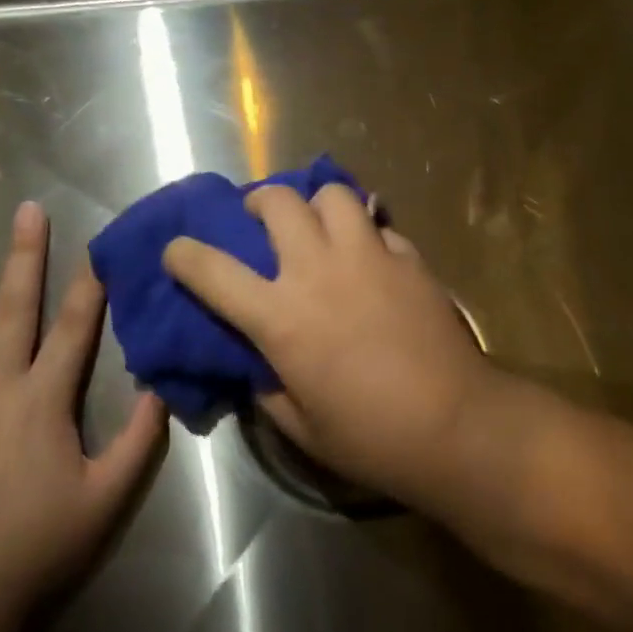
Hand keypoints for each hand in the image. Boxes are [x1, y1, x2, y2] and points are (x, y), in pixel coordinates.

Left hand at [0, 202, 165, 604]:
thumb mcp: (109, 494)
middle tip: (28, 209)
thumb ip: (139, 439)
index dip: (90, 285)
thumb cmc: (41, 541)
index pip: (76, 328)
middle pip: (14, 309)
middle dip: (24, 256)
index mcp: (46, 399)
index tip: (97, 247)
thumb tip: (160, 388)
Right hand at [162, 183, 499, 509]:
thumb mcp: (301, 426)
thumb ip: (268, 387)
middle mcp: (319, 271)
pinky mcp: (409, 258)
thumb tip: (259, 364)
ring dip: (316, 205)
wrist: (455, 423)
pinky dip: (366, 232)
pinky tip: (371, 256)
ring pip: (333, 194)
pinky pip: (379, 225)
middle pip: (277, 202)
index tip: (177, 252)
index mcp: (280, 317)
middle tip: (261, 223)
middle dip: (259, 204)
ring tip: (320, 227)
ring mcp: (369, 257)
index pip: (212, 270)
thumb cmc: (371, 436)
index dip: (184, 255)